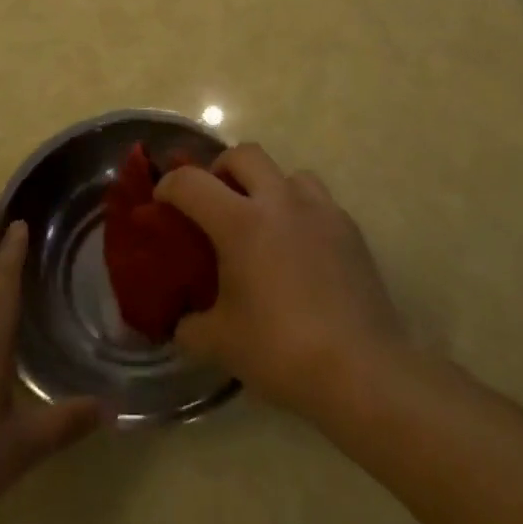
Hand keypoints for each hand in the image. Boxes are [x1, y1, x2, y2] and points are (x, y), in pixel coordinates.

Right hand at [157, 143, 407, 419]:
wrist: (361, 369)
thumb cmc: (281, 350)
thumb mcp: (220, 343)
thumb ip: (190, 326)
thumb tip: (181, 323)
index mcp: (241, 222)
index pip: (191, 183)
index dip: (168, 187)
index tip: (161, 203)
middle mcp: (280, 202)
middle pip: (244, 154)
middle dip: (221, 169)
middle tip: (213, 201)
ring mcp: (320, 210)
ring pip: (287, 173)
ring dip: (266, 186)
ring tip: (262, 222)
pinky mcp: (349, 228)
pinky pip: (317, 201)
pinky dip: (299, 211)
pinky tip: (298, 249)